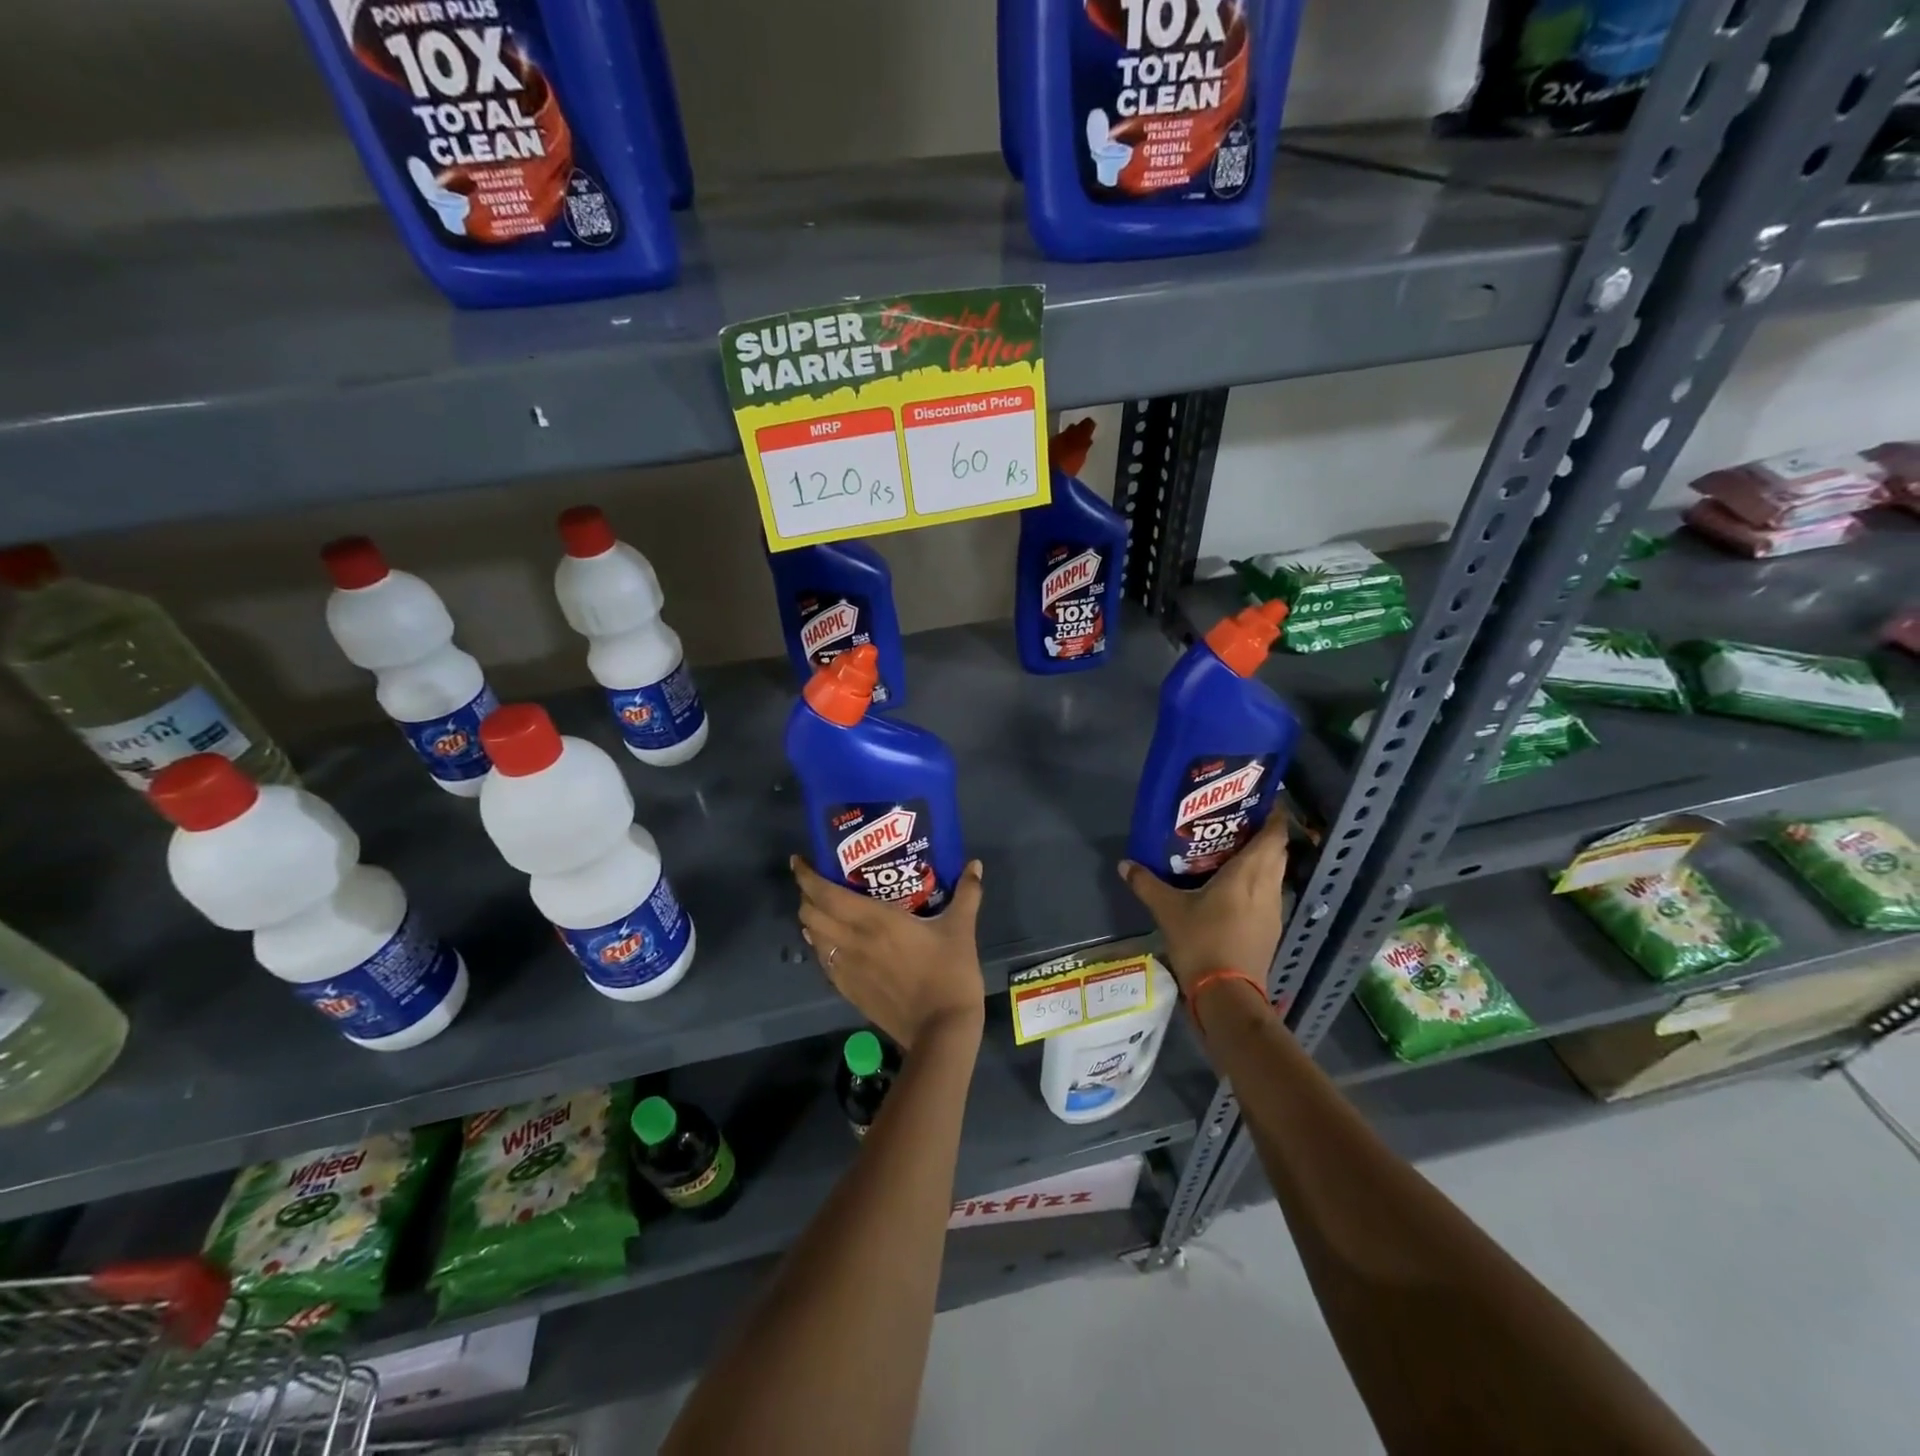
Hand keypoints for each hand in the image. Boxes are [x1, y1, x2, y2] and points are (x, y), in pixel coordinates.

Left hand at [790, 856, 986, 1049]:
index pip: (826, 894)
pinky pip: (824, 962)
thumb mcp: (961, 929)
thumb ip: (967, 893)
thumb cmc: (950, 973)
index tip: (799, 861)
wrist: (941, 1030)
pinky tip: (831, 943)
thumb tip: (975, 865)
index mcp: (875, 920)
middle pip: (812, 914)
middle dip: (807, 896)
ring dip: (812, 920)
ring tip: (822, 909)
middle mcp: (853, 941)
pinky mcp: (850, 991)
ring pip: (814, 939)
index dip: (807, 877)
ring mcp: (848, 969)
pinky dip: (821, 946)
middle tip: (817, 883)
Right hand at [1118, 812, 1288, 995]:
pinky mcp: (1271, 929)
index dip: (1273, 815)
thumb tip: (1125, 864)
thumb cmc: (1202, 941)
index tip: (1259, 801)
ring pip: (1275, 873)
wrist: (1227, 994)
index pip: (1274, 834)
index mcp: (1248, 873)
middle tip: (1236, 823)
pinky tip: (1234, 888)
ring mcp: (1274, 909)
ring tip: (1233, 852)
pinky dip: (1258, 883)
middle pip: (1276, 851)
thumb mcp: (1168, 910)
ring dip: (1261, 860)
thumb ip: (1147, 884)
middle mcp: (1268, 886)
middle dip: (1263, 834)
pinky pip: (1269, 893)